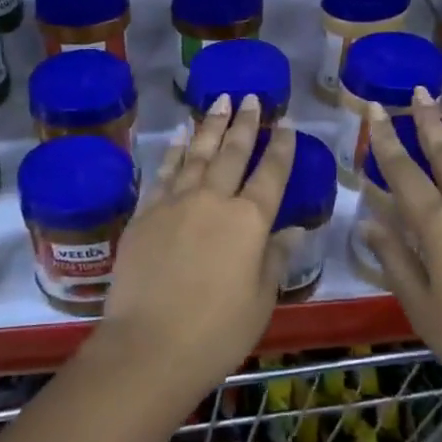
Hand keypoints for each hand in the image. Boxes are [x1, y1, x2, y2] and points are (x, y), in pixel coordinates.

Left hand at [93, 95, 294, 407]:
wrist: (148, 345)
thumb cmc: (216, 332)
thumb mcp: (260, 300)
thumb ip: (276, 258)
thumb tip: (295, 229)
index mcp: (249, 221)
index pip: (270, 173)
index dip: (281, 146)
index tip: (286, 122)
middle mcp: (213, 200)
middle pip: (233, 152)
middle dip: (244, 122)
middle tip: (249, 96)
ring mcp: (175, 201)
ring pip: (197, 153)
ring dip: (210, 125)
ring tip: (219, 100)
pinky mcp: (145, 212)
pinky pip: (164, 171)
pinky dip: (175, 150)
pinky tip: (181, 135)